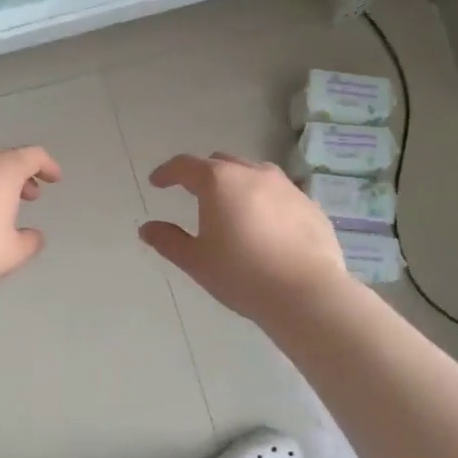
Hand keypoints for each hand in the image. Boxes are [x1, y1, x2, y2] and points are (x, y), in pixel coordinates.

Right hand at [139, 153, 346, 322]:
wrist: (307, 294)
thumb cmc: (242, 274)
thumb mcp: (196, 261)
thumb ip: (168, 240)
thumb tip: (147, 229)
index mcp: (219, 182)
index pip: (185, 166)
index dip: (167, 172)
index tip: (157, 183)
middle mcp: (253, 173)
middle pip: (221, 163)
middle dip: (203, 174)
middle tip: (194, 194)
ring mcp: (286, 187)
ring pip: (253, 173)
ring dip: (236, 184)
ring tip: (231, 209)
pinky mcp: (309, 205)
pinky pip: (279, 194)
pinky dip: (264, 201)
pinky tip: (264, 228)